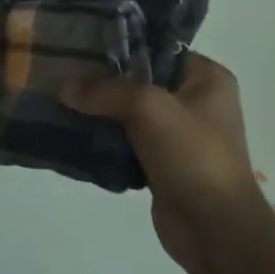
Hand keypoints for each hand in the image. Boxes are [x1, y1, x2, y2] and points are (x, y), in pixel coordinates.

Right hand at [60, 54, 267, 269]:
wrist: (213, 228)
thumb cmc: (192, 155)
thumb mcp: (149, 108)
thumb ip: (106, 92)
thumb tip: (64, 89)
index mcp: (207, 78)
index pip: (158, 49)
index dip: (121, 47)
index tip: (81, 45)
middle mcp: (196, 102)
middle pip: (140, 82)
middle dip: (103, 82)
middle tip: (63, 74)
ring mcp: (178, 136)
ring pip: (129, 114)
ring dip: (99, 113)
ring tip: (60, 103)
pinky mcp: (161, 164)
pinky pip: (126, 143)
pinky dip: (104, 141)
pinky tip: (74, 135)